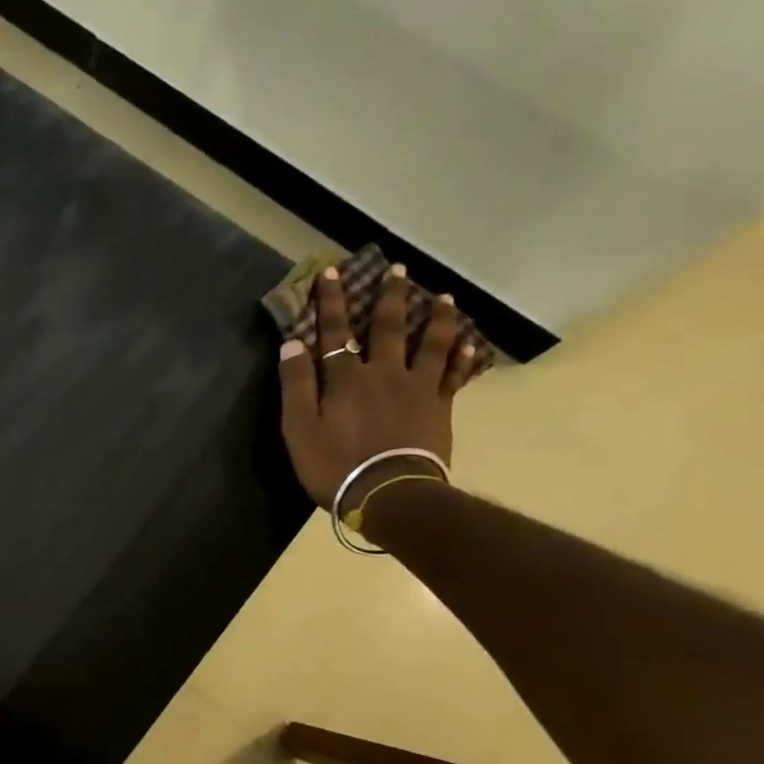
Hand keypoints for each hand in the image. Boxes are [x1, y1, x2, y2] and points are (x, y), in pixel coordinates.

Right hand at [278, 264, 476, 509]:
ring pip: (431, 343)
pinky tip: (470, 342)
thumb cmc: (334, 465)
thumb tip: (292, 344)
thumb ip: (296, 385)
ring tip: (443, 296)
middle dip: (391, 296)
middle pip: (390, 327)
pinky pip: (455, 375)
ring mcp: (417, 388)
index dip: (332, 302)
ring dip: (437, 317)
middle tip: (398, 269)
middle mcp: (384, 373)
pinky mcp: (440, 407)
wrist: (390, 493)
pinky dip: (463, 356)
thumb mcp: (298, 428)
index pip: (335, 331)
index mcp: (346, 378)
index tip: (332, 273)